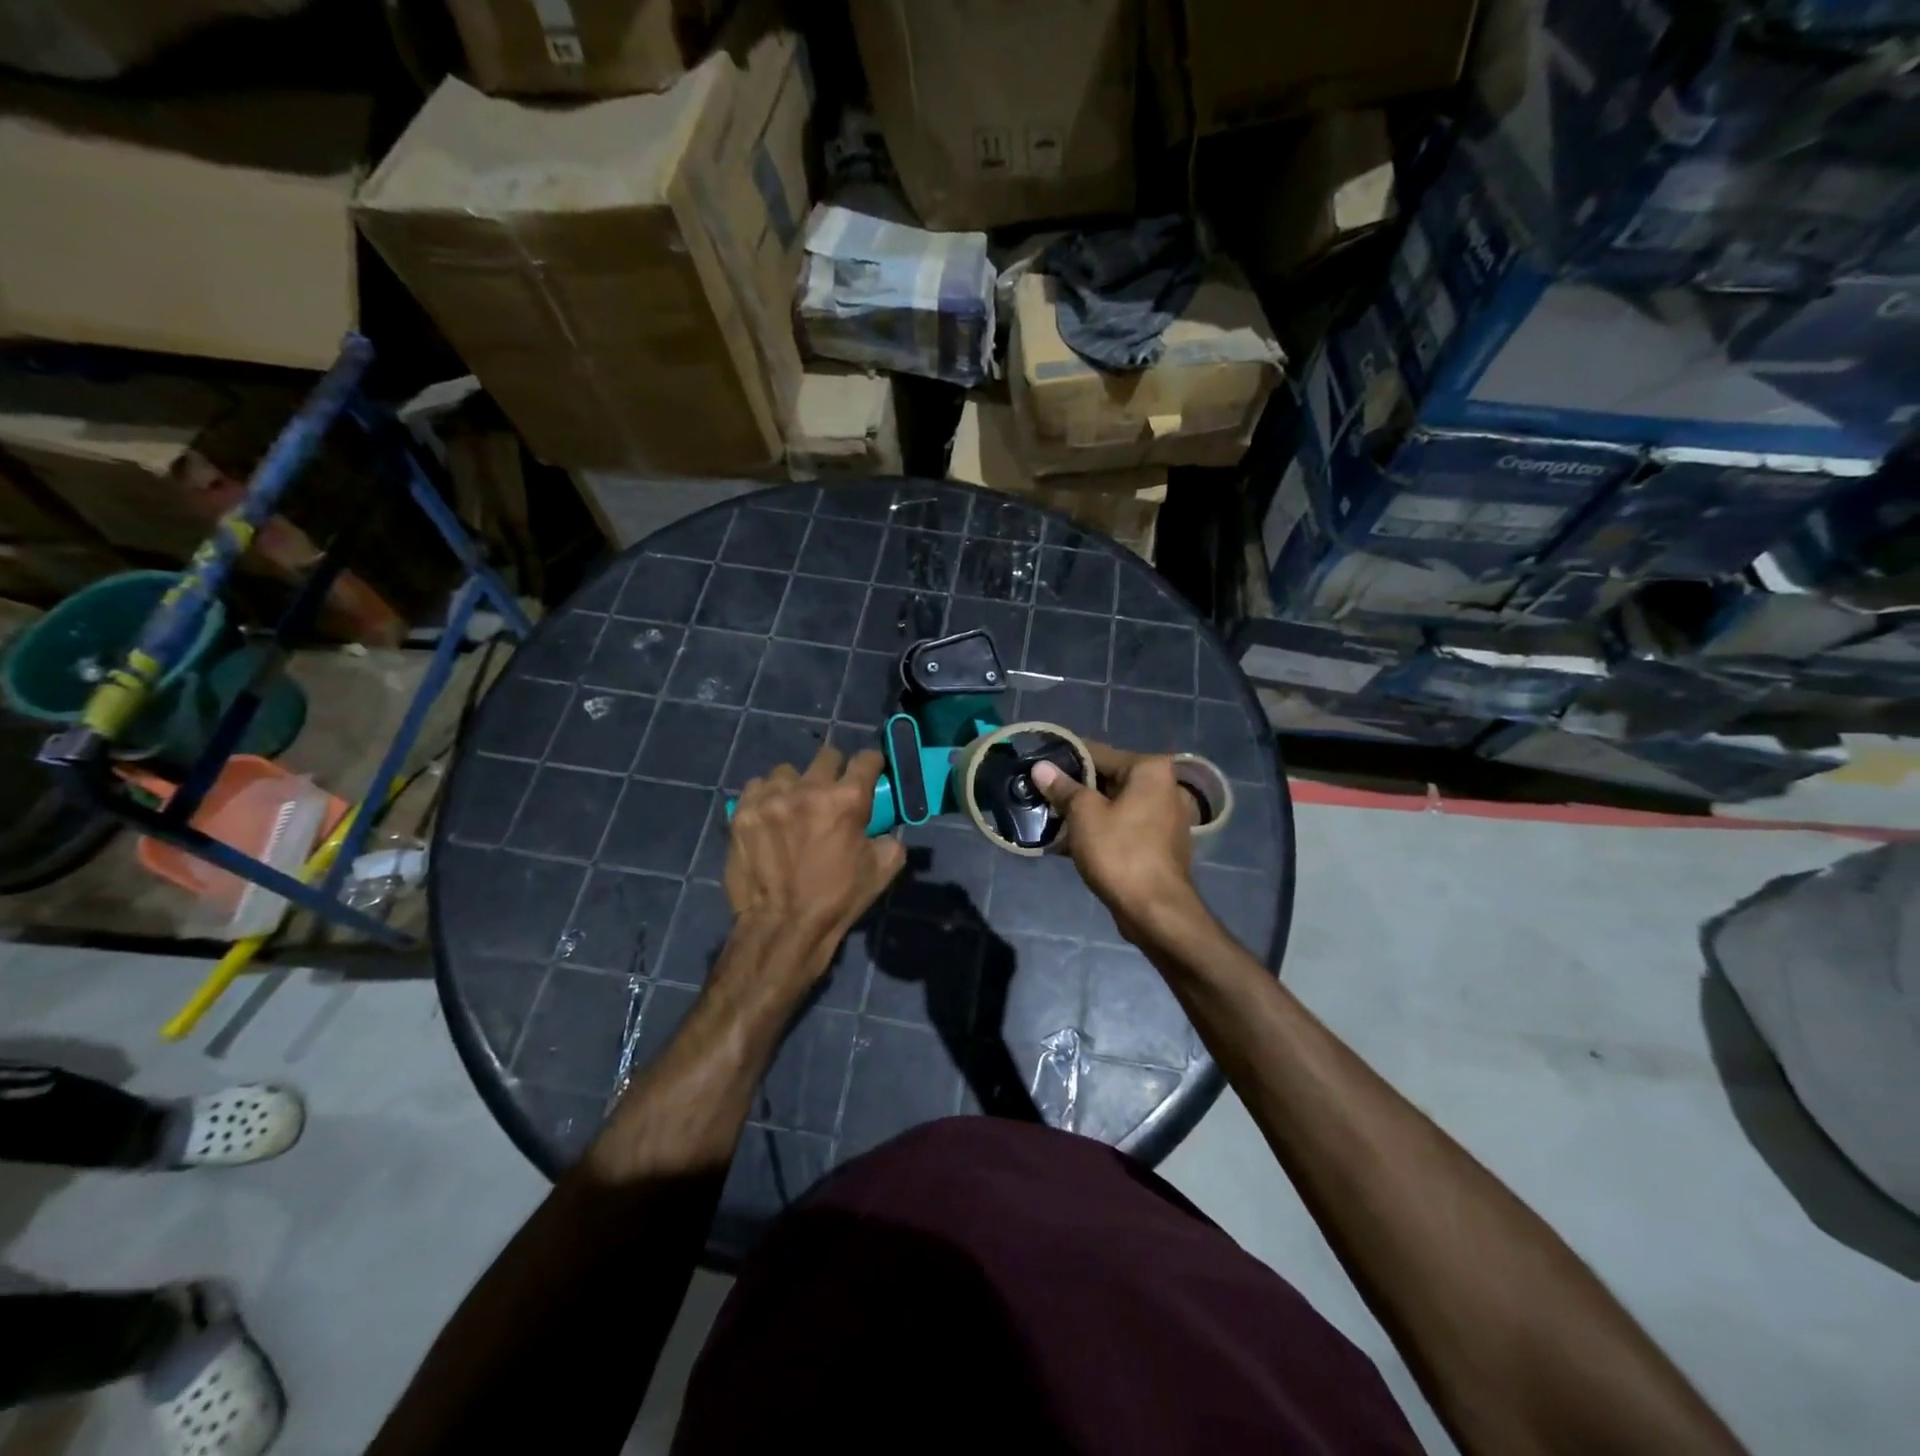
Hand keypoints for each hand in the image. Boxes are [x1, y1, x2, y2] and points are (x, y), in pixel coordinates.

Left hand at [724, 747, 905, 987]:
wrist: (782, 927)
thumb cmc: (837, 900)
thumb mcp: (882, 870)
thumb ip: (890, 838)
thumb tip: (884, 827)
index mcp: (847, 800)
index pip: (866, 758)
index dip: (872, 763)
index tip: (870, 771)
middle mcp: (809, 789)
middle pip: (827, 755)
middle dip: (835, 770)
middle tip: (832, 793)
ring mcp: (771, 798)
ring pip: (788, 771)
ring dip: (796, 784)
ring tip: (794, 807)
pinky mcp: (743, 812)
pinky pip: (757, 787)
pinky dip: (766, 796)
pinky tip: (770, 816)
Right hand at [1032, 742, 1197, 941]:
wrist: (1156, 910)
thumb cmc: (1120, 852)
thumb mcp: (1084, 815)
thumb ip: (1063, 787)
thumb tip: (1041, 768)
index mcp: (1150, 769)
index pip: (1098, 753)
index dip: (1065, 759)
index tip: (1038, 764)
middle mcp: (1165, 786)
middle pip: (1109, 778)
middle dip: (1075, 788)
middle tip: (1041, 794)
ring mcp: (1167, 816)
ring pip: (1116, 805)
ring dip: (1086, 811)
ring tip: (1051, 817)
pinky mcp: (1161, 843)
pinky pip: (1125, 826)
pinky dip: (1102, 829)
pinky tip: (1071, 840)